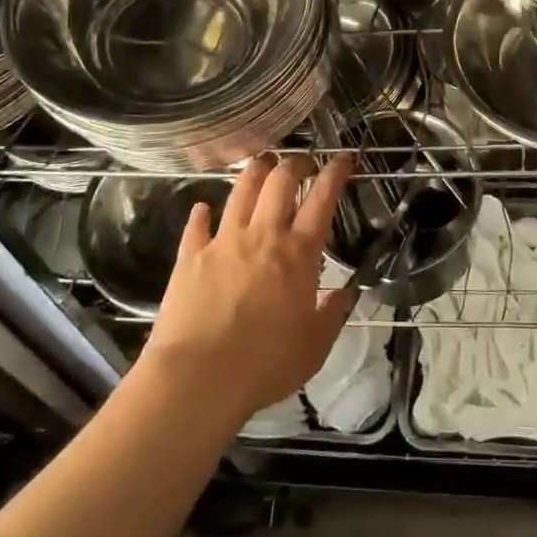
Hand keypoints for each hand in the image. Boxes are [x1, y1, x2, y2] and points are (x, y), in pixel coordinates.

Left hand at [141, 153, 355, 425]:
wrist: (199, 379)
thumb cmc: (266, 365)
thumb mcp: (315, 347)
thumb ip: (332, 314)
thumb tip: (345, 293)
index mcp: (298, 254)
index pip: (322, 199)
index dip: (335, 173)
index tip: (343, 157)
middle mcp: (262, 235)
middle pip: (280, 181)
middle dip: (295, 162)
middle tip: (302, 162)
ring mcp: (223, 241)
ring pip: (241, 189)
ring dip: (255, 171)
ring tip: (263, 164)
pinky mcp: (191, 256)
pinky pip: (197, 224)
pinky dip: (202, 212)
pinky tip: (203, 208)